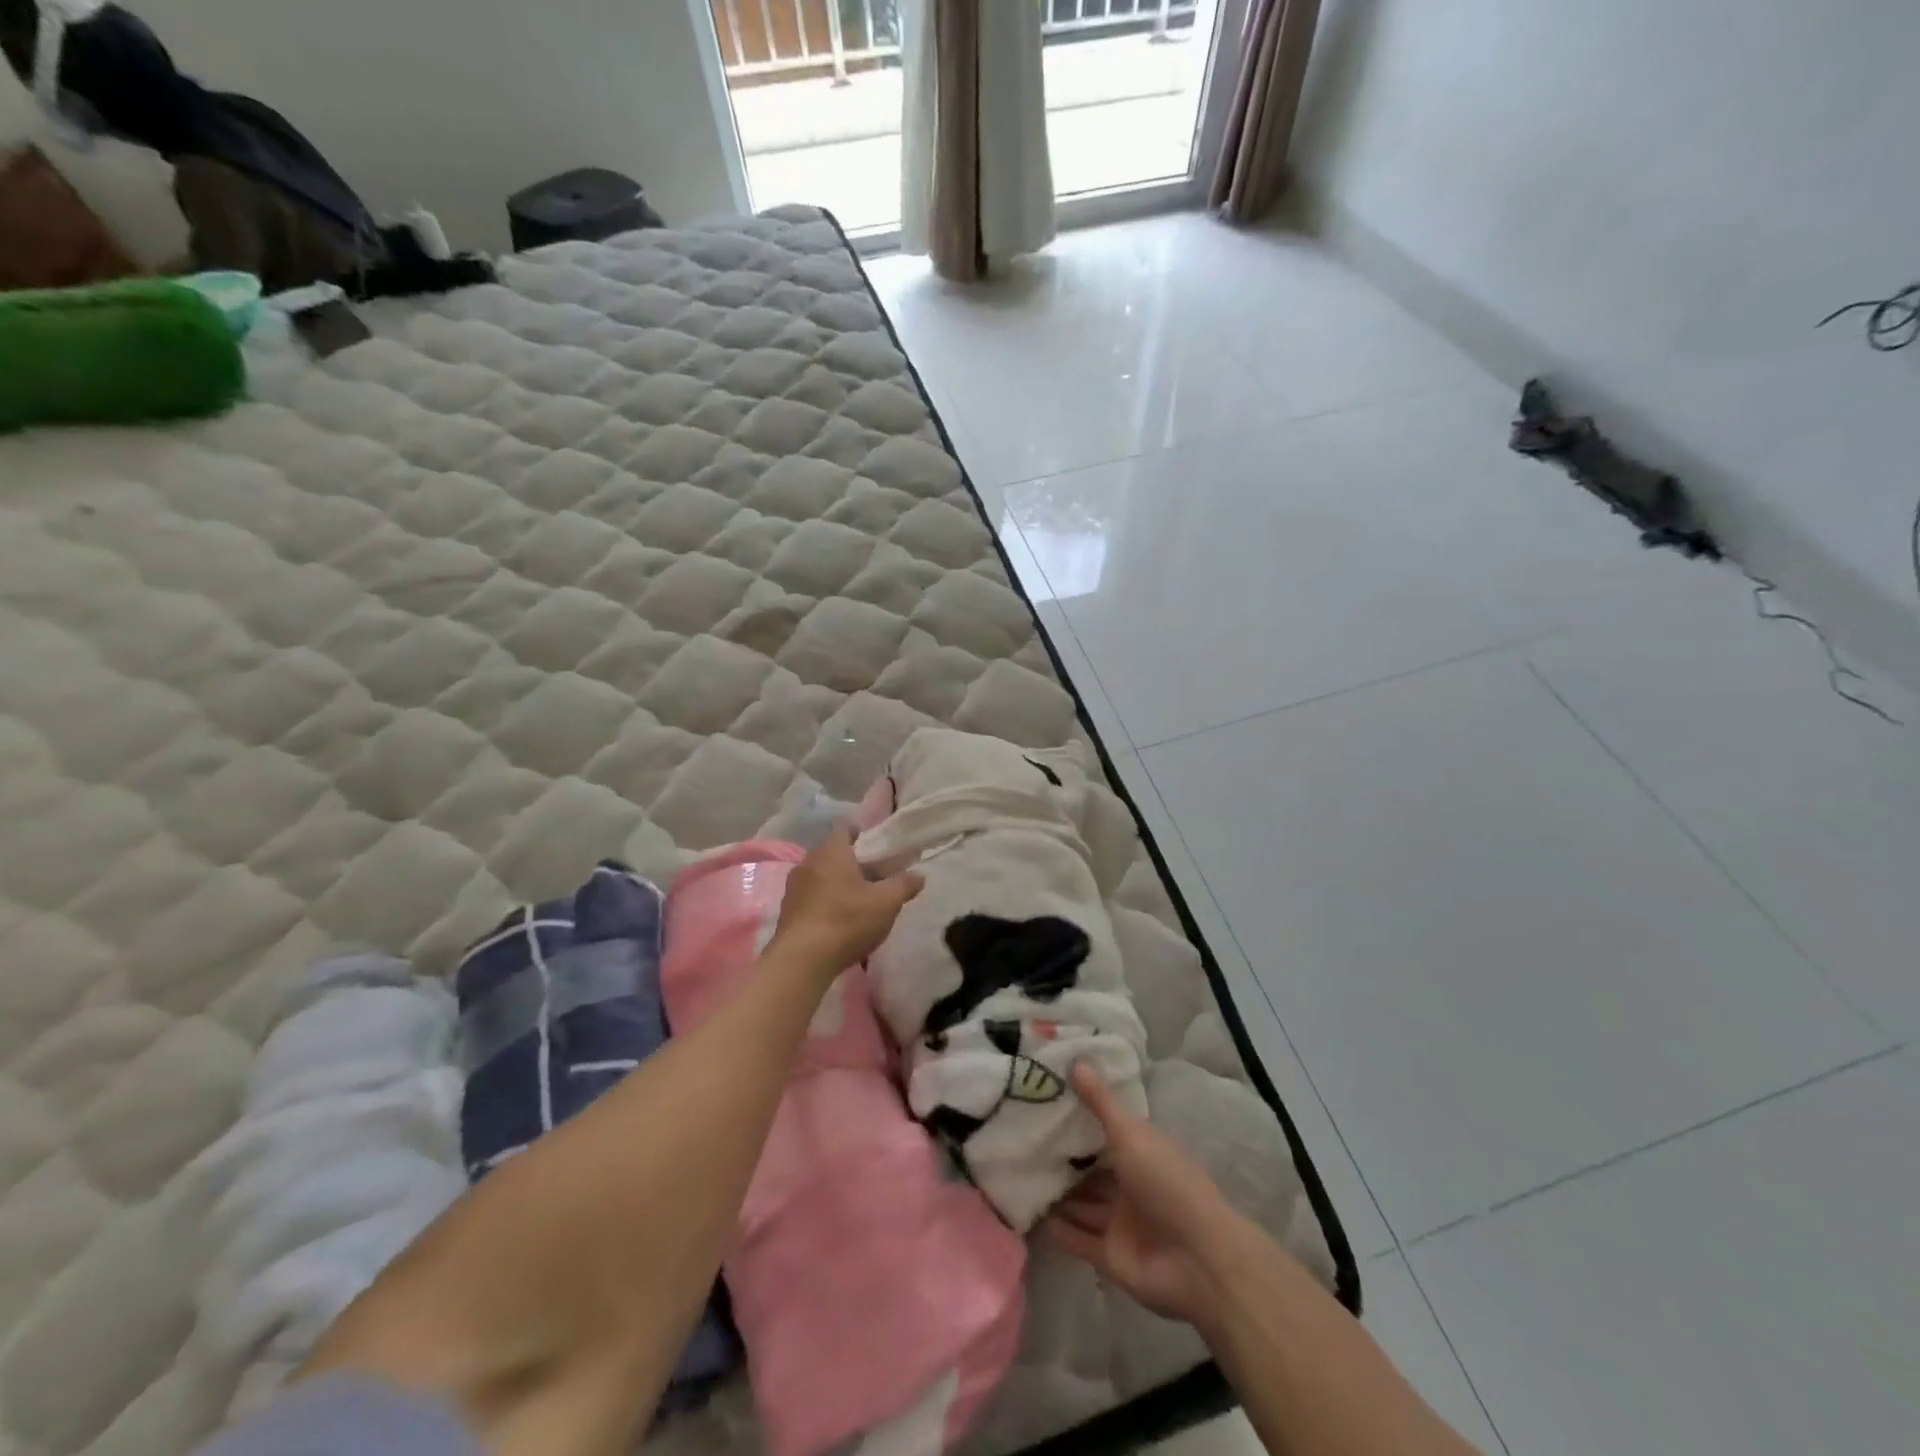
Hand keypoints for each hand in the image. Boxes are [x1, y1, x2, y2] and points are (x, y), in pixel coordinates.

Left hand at [767, 825, 922, 977]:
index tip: (878, 848)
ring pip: (821, 877)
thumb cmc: (847, 920)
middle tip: (876, 878)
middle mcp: (808, 862)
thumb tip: (919, 875)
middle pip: (833, 854)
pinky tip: (840, 922)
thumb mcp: (886, 902)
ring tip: (860, 902)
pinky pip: (811, 898)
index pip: (845, 829)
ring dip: (838, 885)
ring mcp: (793, 888)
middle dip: (853, 863)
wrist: (802, 960)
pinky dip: (826, 903)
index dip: (862, 834)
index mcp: (831, 851)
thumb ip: (904, 885)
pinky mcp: (787, 912)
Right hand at [1043, 1064, 1238, 1324]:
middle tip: (1023, 1143)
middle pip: (1092, 1170)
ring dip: (1059, 1195)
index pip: (1107, 1132)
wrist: (1197, 1259)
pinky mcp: (1111, 1256)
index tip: (1045, 1104)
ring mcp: (1121, 1222)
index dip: (1080, 1120)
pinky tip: (1032, 1216)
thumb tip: (1076, 1060)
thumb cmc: (1166, 1182)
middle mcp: (1131, 1184)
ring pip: (1083, 1204)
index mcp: (1142, 1152)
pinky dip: (1060, 1230)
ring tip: (1019, 1177)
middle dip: (1064, 1161)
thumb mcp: (1130, 1133)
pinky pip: (1079, 1239)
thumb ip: (1100, 1102)